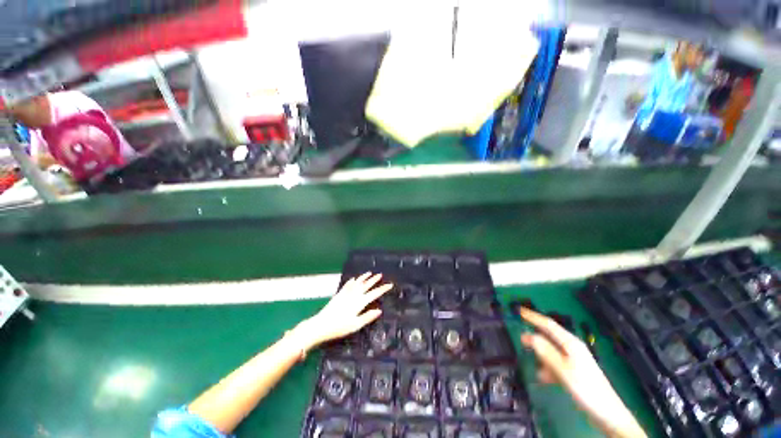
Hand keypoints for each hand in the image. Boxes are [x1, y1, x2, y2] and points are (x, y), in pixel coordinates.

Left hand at [297, 272, 392, 348]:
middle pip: (366, 285)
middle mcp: (354, 295)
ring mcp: (346, 293)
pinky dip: (352, 281)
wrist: (321, 324)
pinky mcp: (339, 294)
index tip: (390, 284)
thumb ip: (368, 317)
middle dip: (374, 280)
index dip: (383, 289)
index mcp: (359, 302)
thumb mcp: (356, 325)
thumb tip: (379, 310)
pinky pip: (347, 285)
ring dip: (364, 277)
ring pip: (357, 282)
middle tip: (380, 274)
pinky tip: (353, 279)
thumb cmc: (339, 327)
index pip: (374, 293)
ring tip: (369, 273)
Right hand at [520, 308, 645, 437]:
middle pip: (549, 337)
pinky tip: (544, 378)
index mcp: (570, 343)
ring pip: (551, 353)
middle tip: (521, 340)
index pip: (549, 325)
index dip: (533, 317)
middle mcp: (572, 348)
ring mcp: (573, 360)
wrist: (607, 413)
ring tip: (535, 367)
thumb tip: (529, 335)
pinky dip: (548, 369)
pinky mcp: (573, 371)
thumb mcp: (562, 370)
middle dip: (535, 338)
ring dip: (542, 358)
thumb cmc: (585, 388)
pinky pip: (556, 364)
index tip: (520, 311)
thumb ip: (545, 352)